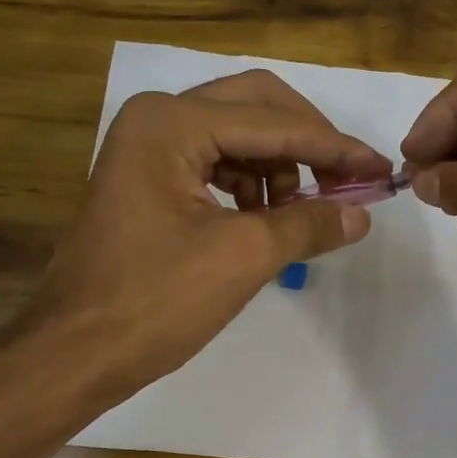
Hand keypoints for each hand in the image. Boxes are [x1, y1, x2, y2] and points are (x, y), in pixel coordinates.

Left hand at [25, 69, 389, 397]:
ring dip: (278, 165)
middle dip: (306, 142)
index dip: (334, 147)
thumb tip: (361, 214)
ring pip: (236, 133)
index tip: (380, 169)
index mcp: (171, 123)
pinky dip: (251, 184)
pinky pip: (216, 162)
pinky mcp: (148, 177)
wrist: (76, 351)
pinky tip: (266, 218)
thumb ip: (308, 224)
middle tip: (346, 180)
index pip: (273, 123)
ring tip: (300, 212)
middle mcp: (156, 118)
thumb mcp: (243, 257)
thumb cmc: (155, 301)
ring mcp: (147, 146)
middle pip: (256, 106)